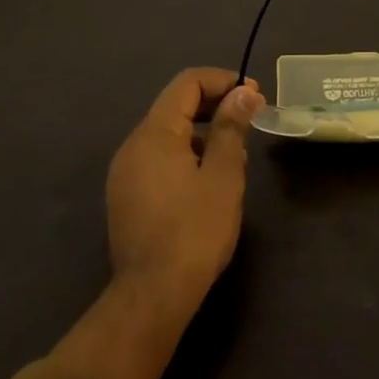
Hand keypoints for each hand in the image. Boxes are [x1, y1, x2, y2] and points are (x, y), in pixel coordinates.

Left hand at [106, 67, 261, 317]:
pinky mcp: (127, 197)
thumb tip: (243, 92)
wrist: (152, 297)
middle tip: (250, 118)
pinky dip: (187, 155)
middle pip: (176, 106)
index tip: (254, 96)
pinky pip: (159, 159)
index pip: (188, 83)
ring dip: (203, 132)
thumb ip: (231, 127)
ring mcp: (125, 173)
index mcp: (154, 133)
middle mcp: (133, 145)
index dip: (223, 81)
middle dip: (215, 105)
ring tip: (236, 153)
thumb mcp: (223, 174)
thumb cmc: (194, 230)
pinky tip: (209, 180)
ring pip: (169, 134)